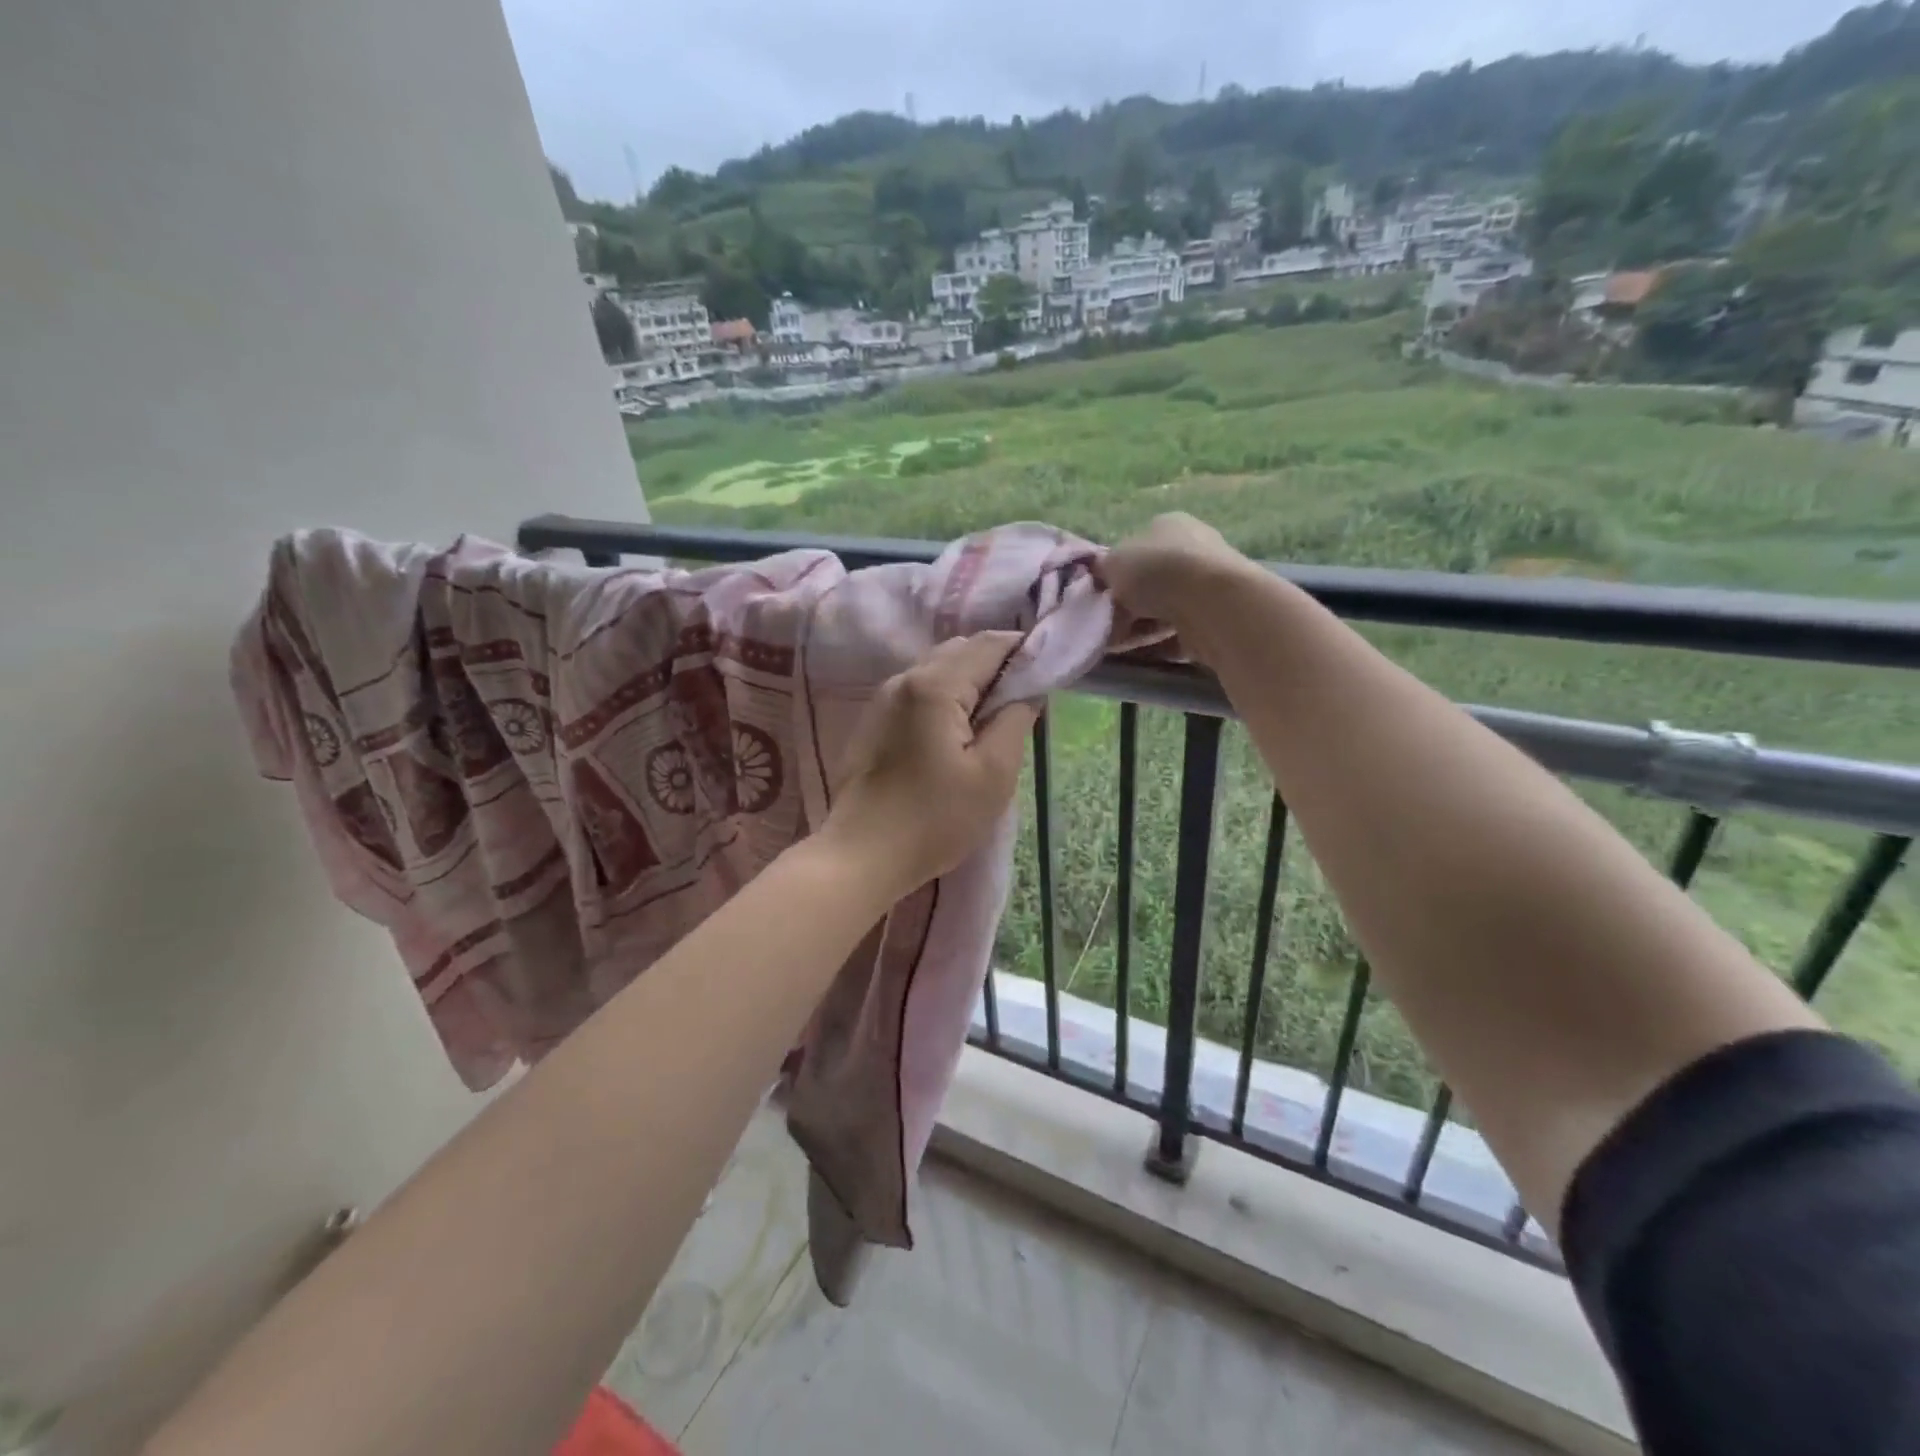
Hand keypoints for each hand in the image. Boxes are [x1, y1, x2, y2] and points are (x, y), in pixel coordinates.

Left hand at [820, 633, 1038, 897]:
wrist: (861, 856)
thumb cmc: (934, 820)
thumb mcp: (993, 774)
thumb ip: (1015, 720)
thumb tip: (1028, 690)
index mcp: (935, 685)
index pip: (989, 644)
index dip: (1024, 652)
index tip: (1048, 675)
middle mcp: (904, 679)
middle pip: (960, 651)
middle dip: (996, 666)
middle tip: (1023, 702)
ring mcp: (883, 699)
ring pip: (937, 669)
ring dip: (970, 682)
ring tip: (992, 720)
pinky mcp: (874, 721)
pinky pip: (918, 691)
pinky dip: (945, 698)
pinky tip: (956, 734)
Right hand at [1096, 514, 1259, 633]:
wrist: (1210, 603)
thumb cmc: (1156, 571)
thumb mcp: (1112, 563)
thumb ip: (1102, 570)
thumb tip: (1101, 575)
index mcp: (1168, 525)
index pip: (1135, 548)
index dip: (1114, 573)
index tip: (1100, 596)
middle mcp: (1192, 549)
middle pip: (1149, 582)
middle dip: (1126, 605)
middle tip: (1105, 624)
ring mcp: (1208, 584)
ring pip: (1162, 609)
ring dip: (1139, 627)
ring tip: (1117, 644)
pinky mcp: (1216, 617)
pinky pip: (1178, 632)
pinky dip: (1158, 644)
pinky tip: (1141, 654)